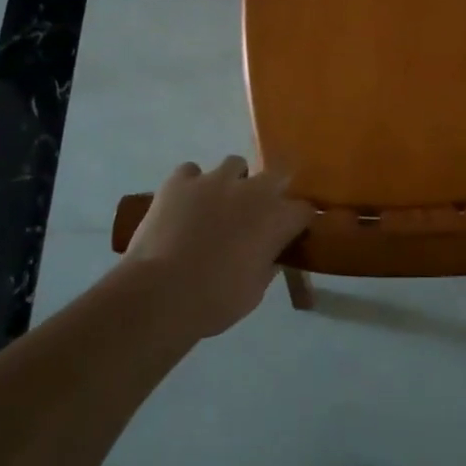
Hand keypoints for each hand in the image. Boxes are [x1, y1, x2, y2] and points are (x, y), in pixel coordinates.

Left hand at [121, 157, 311, 338]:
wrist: (161, 293)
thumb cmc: (215, 301)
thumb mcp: (255, 292)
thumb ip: (268, 264)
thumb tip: (273, 254)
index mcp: (276, 218)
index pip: (304, 209)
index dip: (298, 221)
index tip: (292, 233)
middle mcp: (251, 189)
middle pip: (275, 175)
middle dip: (271, 192)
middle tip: (257, 215)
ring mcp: (214, 180)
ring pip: (234, 165)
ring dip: (233, 181)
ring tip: (219, 204)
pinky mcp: (180, 180)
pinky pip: (191, 172)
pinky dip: (191, 185)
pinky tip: (184, 203)